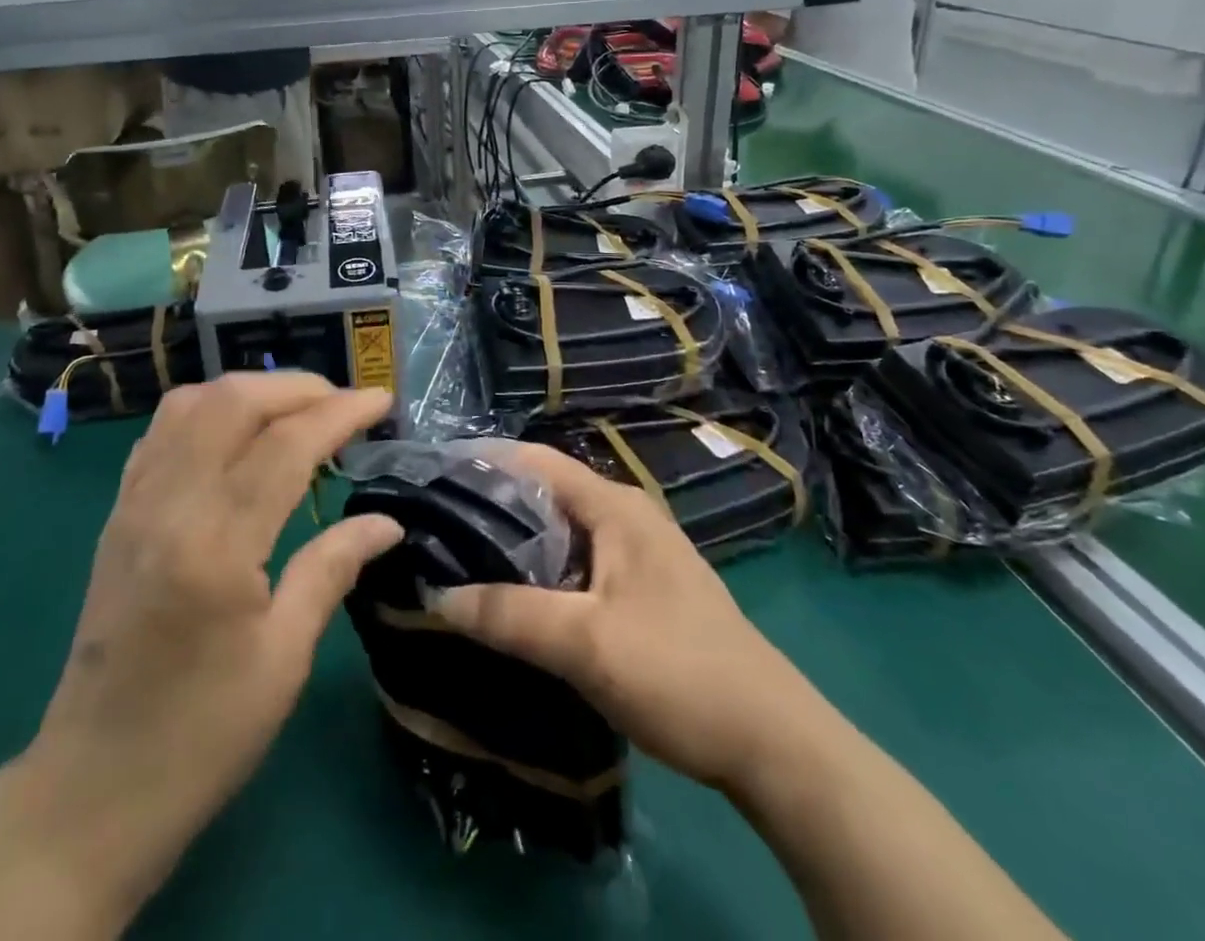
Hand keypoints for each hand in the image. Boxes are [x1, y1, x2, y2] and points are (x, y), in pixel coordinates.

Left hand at [30, 374, 400, 927]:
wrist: (91, 790)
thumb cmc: (201, 735)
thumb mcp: (283, 659)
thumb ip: (332, 569)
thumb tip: (387, 522)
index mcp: (215, 545)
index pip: (286, 444)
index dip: (341, 413)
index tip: (382, 402)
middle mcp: (168, 506)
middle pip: (233, 401)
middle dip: (297, 387)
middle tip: (343, 404)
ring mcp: (133, 504)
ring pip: (191, 403)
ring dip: (250, 390)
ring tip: (296, 410)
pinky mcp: (117, 514)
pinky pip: (162, 432)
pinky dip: (208, 411)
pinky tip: (236, 433)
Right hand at [433, 443, 822, 796]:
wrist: (773, 743)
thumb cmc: (678, 671)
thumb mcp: (586, 644)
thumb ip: (509, 615)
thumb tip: (435, 596)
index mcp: (614, 506)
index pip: (534, 461)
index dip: (483, 463)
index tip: (432, 480)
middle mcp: (625, 516)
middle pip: (544, 495)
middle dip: (491, 507)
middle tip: (435, 528)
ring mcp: (636, 553)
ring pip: (559, 533)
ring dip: (514, 544)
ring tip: (458, 561)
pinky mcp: (641, 590)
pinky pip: (576, 564)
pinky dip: (540, 572)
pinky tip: (512, 599)